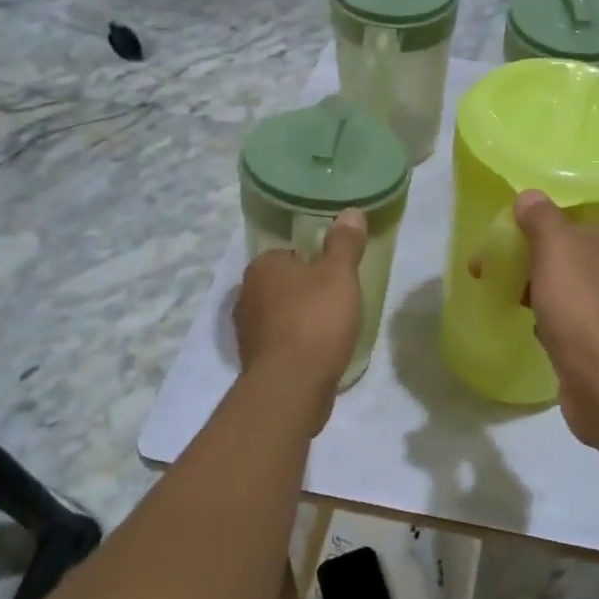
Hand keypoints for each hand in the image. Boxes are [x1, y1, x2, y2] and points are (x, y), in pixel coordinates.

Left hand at [233, 210, 366, 404]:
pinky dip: (298, 344)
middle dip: (308, 291)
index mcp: (262, 267)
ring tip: (333, 329)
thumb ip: (345, 242)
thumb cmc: (315, 320)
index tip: (337, 276)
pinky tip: (320, 353)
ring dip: (302, 319)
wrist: (292, 386)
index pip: (290, 254)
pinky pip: (282, 342)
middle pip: (285, 284)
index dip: (316, 263)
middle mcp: (247, 295)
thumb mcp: (339, 274)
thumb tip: (351, 211)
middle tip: (339, 301)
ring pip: (281, 314)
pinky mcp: (256, 361)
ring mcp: (247, 331)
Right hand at [512, 191, 598, 445]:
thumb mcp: (556, 248)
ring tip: (504, 298)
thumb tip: (530, 196)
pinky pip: (566, 322)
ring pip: (563, 290)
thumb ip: (542, 218)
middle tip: (487, 272)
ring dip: (535, 291)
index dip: (531, 229)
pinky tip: (531, 328)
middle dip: (526, 261)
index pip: (568, 225)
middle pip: (563, 257)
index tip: (498, 242)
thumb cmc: (580, 306)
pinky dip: (547, 321)